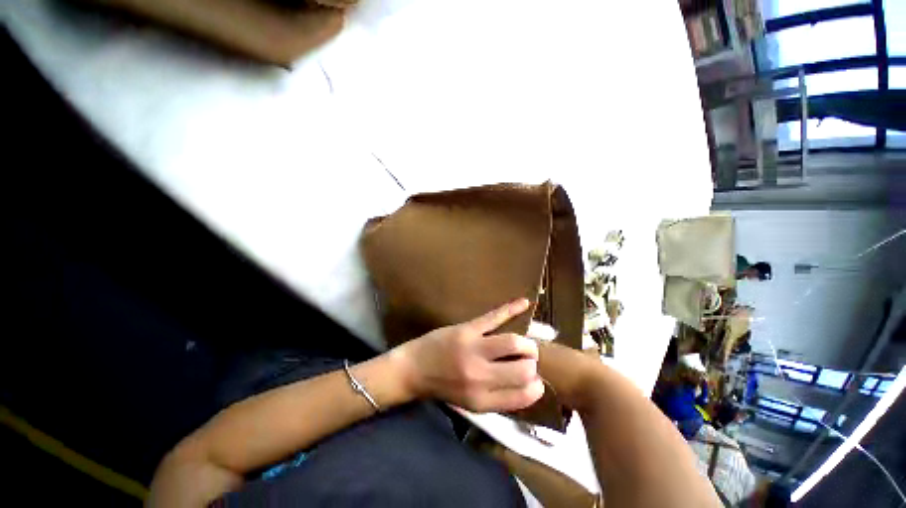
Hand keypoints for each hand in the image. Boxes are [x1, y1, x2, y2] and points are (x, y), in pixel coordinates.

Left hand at [393, 299, 543, 412]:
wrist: (413, 370)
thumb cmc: (442, 387)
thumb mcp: (471, 403)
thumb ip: (499, 397)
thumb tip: (530, 384)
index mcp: (482, 400)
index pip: (524, 395)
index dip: (535, 386)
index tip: (534, 380)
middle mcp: (480, 376)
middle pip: (523, 368)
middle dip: (531, 362)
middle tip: (527, 359)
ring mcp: (473, 349)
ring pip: (513, 342)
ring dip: (526, 343)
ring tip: (524, 344)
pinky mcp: (467, 329)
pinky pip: (494, 317)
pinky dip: (511, 308)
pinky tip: (524, 302)